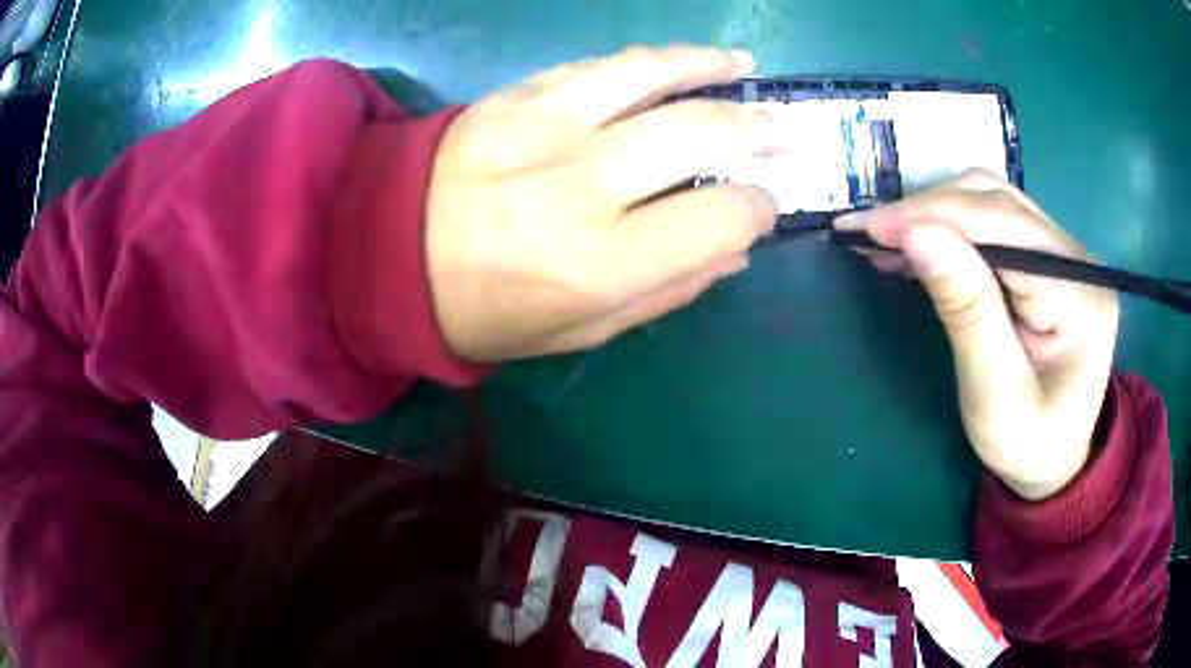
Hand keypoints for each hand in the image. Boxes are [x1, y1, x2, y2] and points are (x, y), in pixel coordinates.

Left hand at [426, 46, 783, 361]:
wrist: (383, 255)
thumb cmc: (482, 310)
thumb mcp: (579, 331)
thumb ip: (667, 291)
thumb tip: (735, 252)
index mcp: (600, 262)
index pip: (719, 217)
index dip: (756, 210)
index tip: (762, 208)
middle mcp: (582, 182)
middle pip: (700, 132)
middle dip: (759, 130)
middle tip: (784, 132)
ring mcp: (545, 125)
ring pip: (652, 74)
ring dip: (710, 67)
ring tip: (744, 70)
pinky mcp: (515, 96)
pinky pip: (598, 65)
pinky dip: (648, 61)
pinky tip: (676, 62)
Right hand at [839, 171, 1119, 500]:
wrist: (1056, 460)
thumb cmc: (1027, 445)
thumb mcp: (994, 396)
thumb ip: (967, 311)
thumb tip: (917, 234)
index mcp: (1079, 298)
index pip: (1004, 227)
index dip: (935, 216)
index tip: (869, 228)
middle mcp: (1076, 260)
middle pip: (997, 202)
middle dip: (928, 210)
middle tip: (867, 233)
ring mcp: (1064, 254)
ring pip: (992, 201)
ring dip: (935, 213)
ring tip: (886, 237)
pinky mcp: (1048, 258)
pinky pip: (994, 221)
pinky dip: (950, 226)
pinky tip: (918, 242)